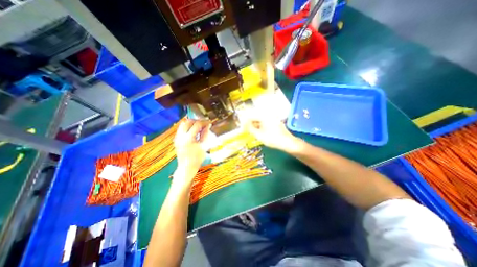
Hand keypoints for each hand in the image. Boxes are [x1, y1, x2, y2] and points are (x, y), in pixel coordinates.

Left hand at [175, 118, 208, 176]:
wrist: (186, 167)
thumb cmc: (197, 159)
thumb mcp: (203, 146)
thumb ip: (205, 134)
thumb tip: (208, 125)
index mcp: (188, 139)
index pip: (197, 125)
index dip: (204, 122)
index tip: (209, 122)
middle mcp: (181, 136)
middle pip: (188, 121)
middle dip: (197, 120)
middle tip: (204, 123)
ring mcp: (177, 137)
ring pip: (183, 124)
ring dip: (192, 123)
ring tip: (199, 126)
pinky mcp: (176, 139)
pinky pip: (181, 128)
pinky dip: (188, 127)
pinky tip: (194, 130)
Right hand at [246, 115, 296, 152]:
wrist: (288, 143)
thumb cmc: (272, 139)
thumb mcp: (259, 135)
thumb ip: (250, 129)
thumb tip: (244, 124)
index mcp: (264, 117)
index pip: (251, 116)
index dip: (245, 122)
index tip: (242, 128)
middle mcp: (268, 116)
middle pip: (256, 118)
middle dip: (251, 125)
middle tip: (248, 132)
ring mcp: (273, 119)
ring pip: (261, 121)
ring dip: (256, 127)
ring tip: (253, 133)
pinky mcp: (276, 123)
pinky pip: (266, 124)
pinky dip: (261, 128)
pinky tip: (261, 134)